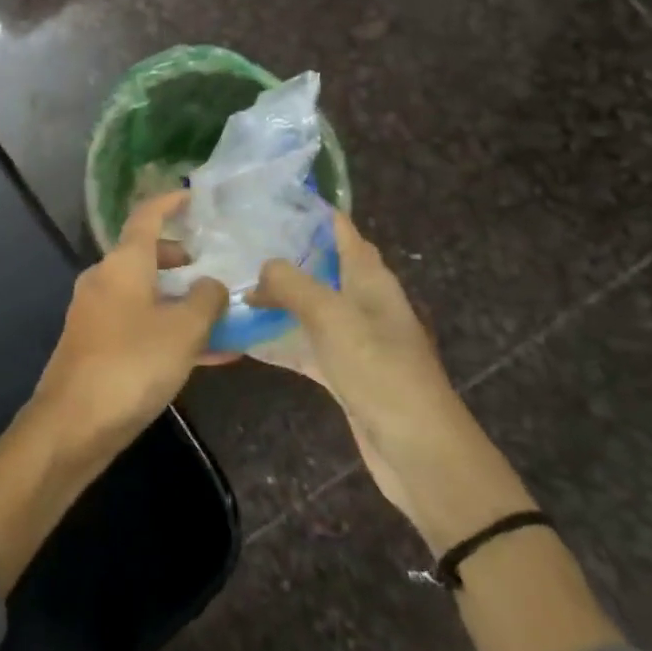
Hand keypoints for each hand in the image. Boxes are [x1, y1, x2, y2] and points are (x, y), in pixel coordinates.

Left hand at [31, 191, 228, 452]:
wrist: (73, 423)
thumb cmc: (132, 364)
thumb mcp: (183, 330)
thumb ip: (206, 300)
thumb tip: (212, 285)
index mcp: (123, 263)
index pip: (146, 216)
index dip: (170, 202)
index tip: (193, 196)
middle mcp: (105, 280)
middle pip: (145, 256)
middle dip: (180, 260)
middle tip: (212, 268)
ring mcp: (96, 313)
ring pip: (146, 295)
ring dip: (180, 302)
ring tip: (221, 319)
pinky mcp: (96, 345)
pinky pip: (140, 325)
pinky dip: (169, 331)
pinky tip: (205, 357)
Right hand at [249, 211, 451, 420]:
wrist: (418, 451)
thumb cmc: (379, 370)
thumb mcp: (332, 316)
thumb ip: (292, 283)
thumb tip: (263, 267)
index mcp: (370, 279)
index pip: (342, 230)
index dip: (312, 211)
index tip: (269, 199)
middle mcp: (364, 302)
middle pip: (321, 267)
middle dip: (284, 255)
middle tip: (237, 242)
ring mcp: (354, 339)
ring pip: (309, 307)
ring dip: (277, 299)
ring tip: (232, 284)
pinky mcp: (344, 373)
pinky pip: (304, 346)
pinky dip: (278, 340)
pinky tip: (243, 338)